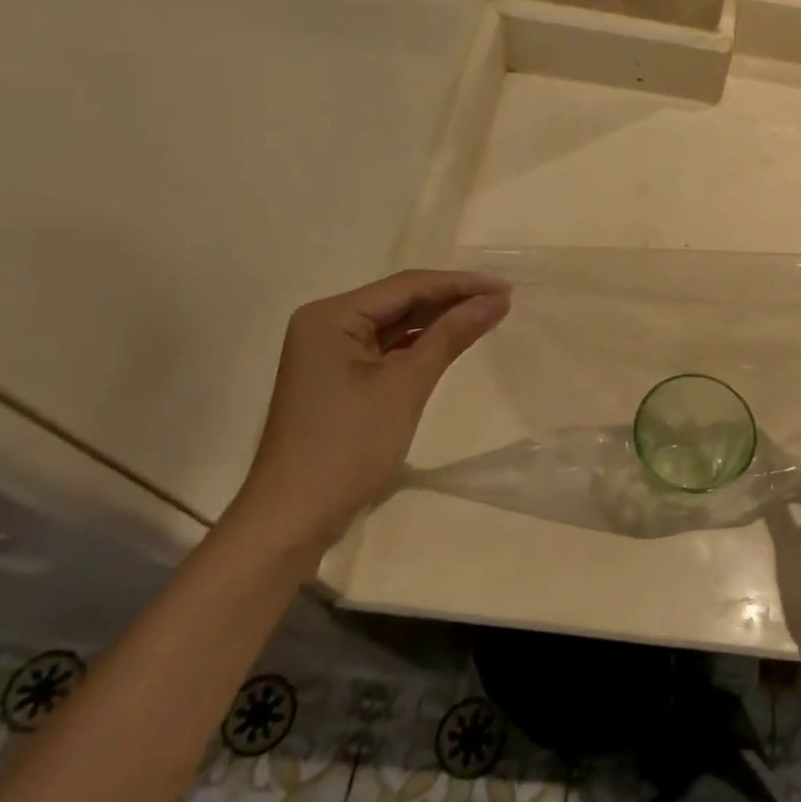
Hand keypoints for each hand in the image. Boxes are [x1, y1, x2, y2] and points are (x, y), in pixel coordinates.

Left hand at [231, 270, 509, 549]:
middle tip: (504, 300)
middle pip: (400, 301)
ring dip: (440, 322)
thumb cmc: (348, 445)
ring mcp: (330, 353)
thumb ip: (451, 335)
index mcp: (331, 316)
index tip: (507, 287)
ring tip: (488, 315)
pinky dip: (420, 346)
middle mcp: (326, 324)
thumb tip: (496, 301)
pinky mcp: (339, 379)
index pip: (407, 286)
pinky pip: (387, 350)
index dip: (460, 283)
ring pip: (396, 325)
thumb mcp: (407, 384)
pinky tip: (453, 342)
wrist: (293, 518)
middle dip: (452, 300)